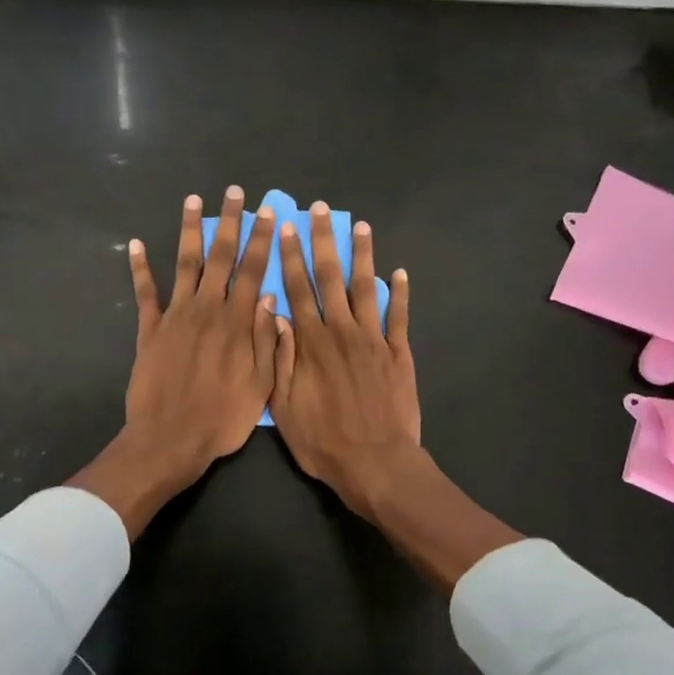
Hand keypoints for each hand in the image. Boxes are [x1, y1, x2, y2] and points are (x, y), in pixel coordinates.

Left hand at [68, 188, 278, 536]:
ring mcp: (175, 316)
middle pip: (220, 256)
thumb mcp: (260, 384)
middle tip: (235, 192)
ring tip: (193, 200)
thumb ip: (266, 339)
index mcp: (237, 322)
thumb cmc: (222, 418)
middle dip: (230, 222)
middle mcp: (207, 309)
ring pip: (185, 263)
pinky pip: (145, 293)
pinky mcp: (150, 330)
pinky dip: (141, 268)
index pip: (252, 271)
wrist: (170, 439)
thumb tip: (269, 298)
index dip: (261, 240)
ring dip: (189, 230)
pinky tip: (137, 244)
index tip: (267, 213)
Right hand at [270, 201, 418, 524]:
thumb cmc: (323, 441)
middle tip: (319, 210)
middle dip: (323, 241)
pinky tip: (399, 273)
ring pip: (365, 288)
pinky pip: (399, 316)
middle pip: (330, 278)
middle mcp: (342, 331)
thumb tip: (274, 313)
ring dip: (362, 255)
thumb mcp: (284, 405)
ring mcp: (374, 340)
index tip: (285, 228)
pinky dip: (399, 293)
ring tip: (360, 226)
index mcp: (310, 342)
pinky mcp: (399, 354)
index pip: (297, 289)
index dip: (290, 257)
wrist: (376, 464)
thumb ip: (279, 356)